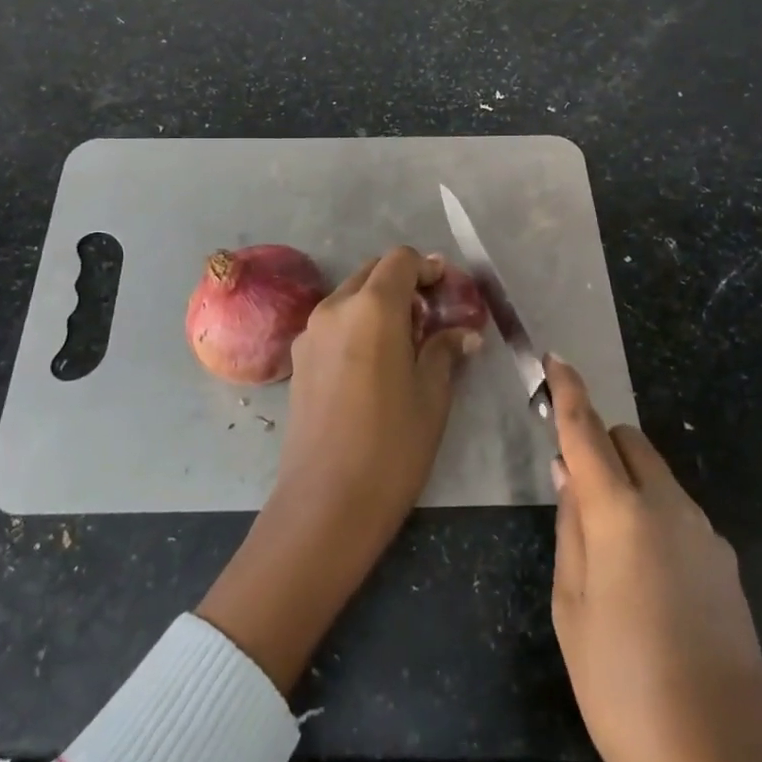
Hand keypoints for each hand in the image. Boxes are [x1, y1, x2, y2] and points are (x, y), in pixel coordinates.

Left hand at [198, 246, 480, 693]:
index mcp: (372, 307)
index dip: (428, 268)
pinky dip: (357, 324)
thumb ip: (445, 351)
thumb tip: (464, 333)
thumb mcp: (432, 396)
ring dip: (379, 303)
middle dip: (404, 283)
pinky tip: (375, 362)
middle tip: (432, 316)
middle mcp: (335, 307)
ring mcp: (310, 331)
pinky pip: (333, 322)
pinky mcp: (298, 357)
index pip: (401, 260)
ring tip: (406, 341)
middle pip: (373, 272)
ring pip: (350, 296)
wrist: (325, 502)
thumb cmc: (391, 446)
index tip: (448, 291)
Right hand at [547, 357, 761, 761]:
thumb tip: (568, 472)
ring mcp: (707, 536)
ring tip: (606, 547)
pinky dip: (653, 514)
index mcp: (621, 515)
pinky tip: (645, 578)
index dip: (567, 392)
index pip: (587, 431)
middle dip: (598, 445)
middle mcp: (670, 509)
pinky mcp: (728, 565)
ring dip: (626, 482)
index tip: (554, 359)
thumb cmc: (622, 689)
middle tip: (572, 488)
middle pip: (629, 442)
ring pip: (657, 477)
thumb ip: (570, 527)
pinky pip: (679, 513)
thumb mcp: (571, 607)